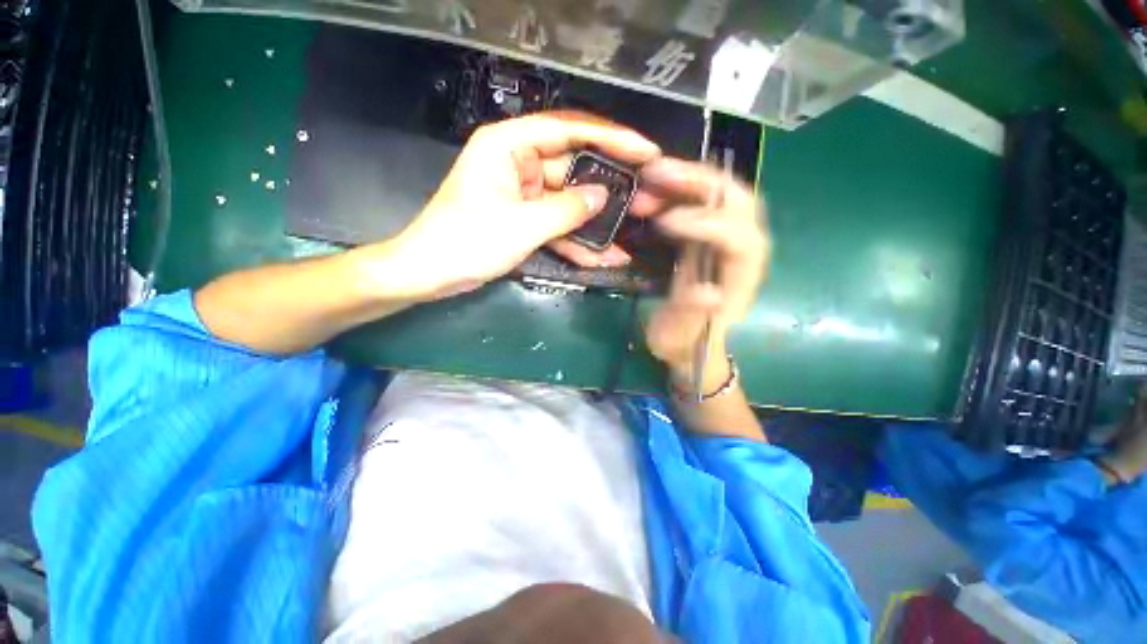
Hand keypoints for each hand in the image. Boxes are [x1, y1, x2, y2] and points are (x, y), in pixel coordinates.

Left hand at [386, 111, 660, 298]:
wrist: (431, 273)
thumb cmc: (467, 242)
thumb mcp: (522, 225)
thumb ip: (567, 210)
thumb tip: (603, 196)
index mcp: (509, 146)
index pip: (568, 130)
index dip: (611, 138)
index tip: (645, 150)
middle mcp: (519, 163)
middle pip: (574, 169)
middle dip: (608, 189)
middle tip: (645, 198)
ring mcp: (524, 194)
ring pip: (569, 203)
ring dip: (596, 223)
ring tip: (630, 233)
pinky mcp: (525, 219)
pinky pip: (557, 225)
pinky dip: (577, 242)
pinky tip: (603, 257)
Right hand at [641, 158, 769, 384]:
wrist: (691, 343)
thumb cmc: (686, 343)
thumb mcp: (681, 337)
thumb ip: (691, 316)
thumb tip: (708, 291)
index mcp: (741, 278)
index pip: (741, 238)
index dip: (706, 223)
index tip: (663, 221)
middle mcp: (744, 251)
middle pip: (739, 201)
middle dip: (699, 182)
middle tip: (657, 173)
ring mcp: (727, 238)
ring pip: (722, 193)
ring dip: (686, 180)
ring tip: (648, 178)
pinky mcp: (709, 235)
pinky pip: (702, 201)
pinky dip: (678, 189)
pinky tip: (653, 190)